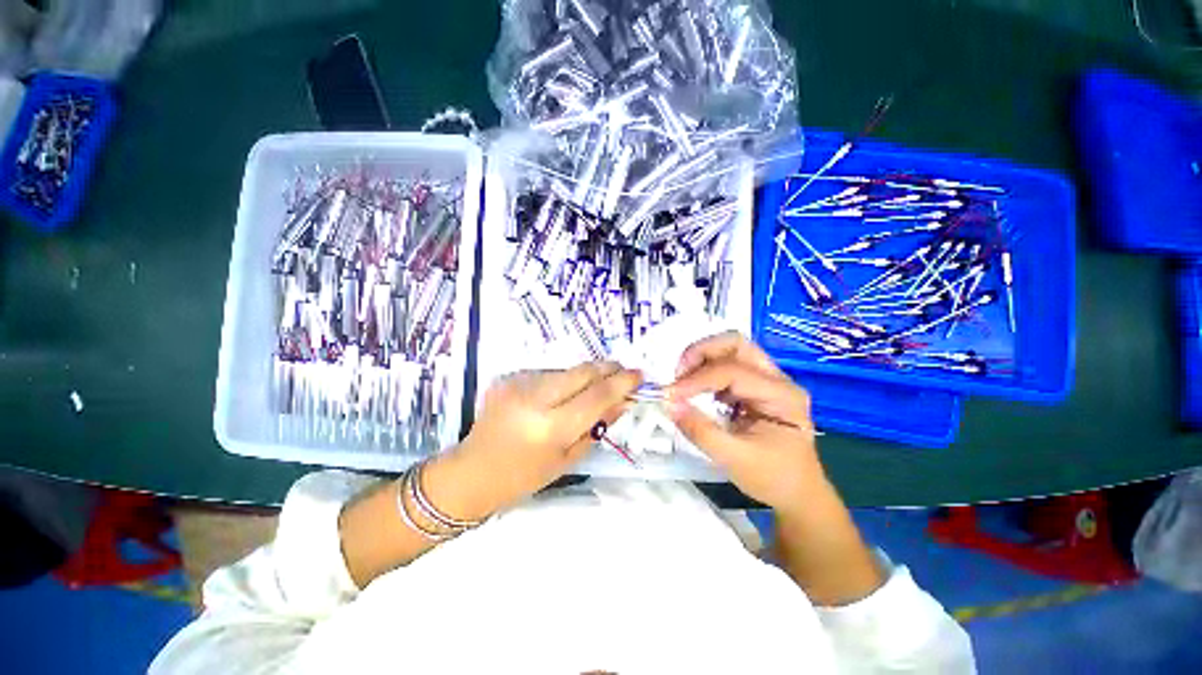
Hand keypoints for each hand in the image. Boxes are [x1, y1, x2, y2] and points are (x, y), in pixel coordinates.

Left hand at [428, 362, 641, 518]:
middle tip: (622, 373)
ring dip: (586, 375)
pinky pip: (548, 373)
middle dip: (608, 368)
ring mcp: (519, 385)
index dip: (622, 382)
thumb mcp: (567, 459)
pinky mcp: (509, 378)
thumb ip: (598, 427)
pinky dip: (564, 380)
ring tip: (593, 388)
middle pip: (583, 371)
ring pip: (567, 369)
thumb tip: (623, 402)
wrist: (472, 472)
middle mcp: (535, 399)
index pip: (597, 395)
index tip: (639, 375)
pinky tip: (562, 395)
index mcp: (552, 427)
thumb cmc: (523, 477)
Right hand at [667, 332, 823, 511]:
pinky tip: (696, 390)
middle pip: (736, 343)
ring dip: (702, 359)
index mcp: (782, 395)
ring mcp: (768, 380)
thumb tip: (669, 404)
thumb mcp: (734, 459)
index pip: (733, 371)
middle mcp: (777, 379)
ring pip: (730, 350)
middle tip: (679, 374)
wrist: (798, 494)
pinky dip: (706, 371)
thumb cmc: (773, 479)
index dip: (697, 379)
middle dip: (701, 352)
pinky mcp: (755, 386)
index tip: (670, 394)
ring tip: (683, 381)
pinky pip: (727, 365)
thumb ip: (700, 430)